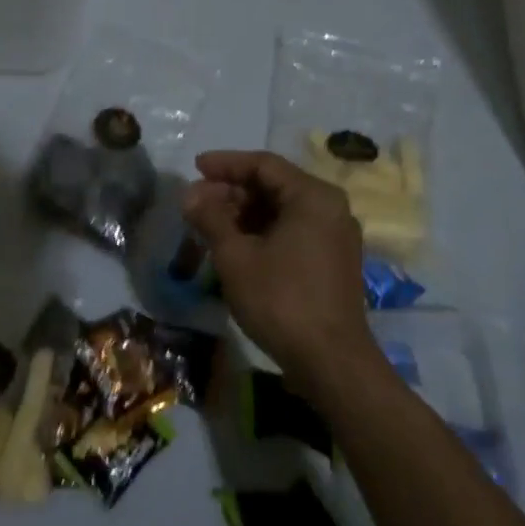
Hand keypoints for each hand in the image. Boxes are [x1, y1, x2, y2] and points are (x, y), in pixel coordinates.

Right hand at [182, 150, 376, 390]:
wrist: (330, 362)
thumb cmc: (281, 300)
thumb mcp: (236, 256)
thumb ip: (211, 218)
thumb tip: (189, 194)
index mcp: (313, 196)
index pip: (263, 164)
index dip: (225, 164)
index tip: (195, 168)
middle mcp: (331, 208)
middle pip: (274, 186)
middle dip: (231, 192)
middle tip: (196, 203)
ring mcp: (335, 236)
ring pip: (282, 211)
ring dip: (244, 214)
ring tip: (209, 226)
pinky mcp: (333, 261)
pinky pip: (293, 231)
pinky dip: (262, 232)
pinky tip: (235, 246)